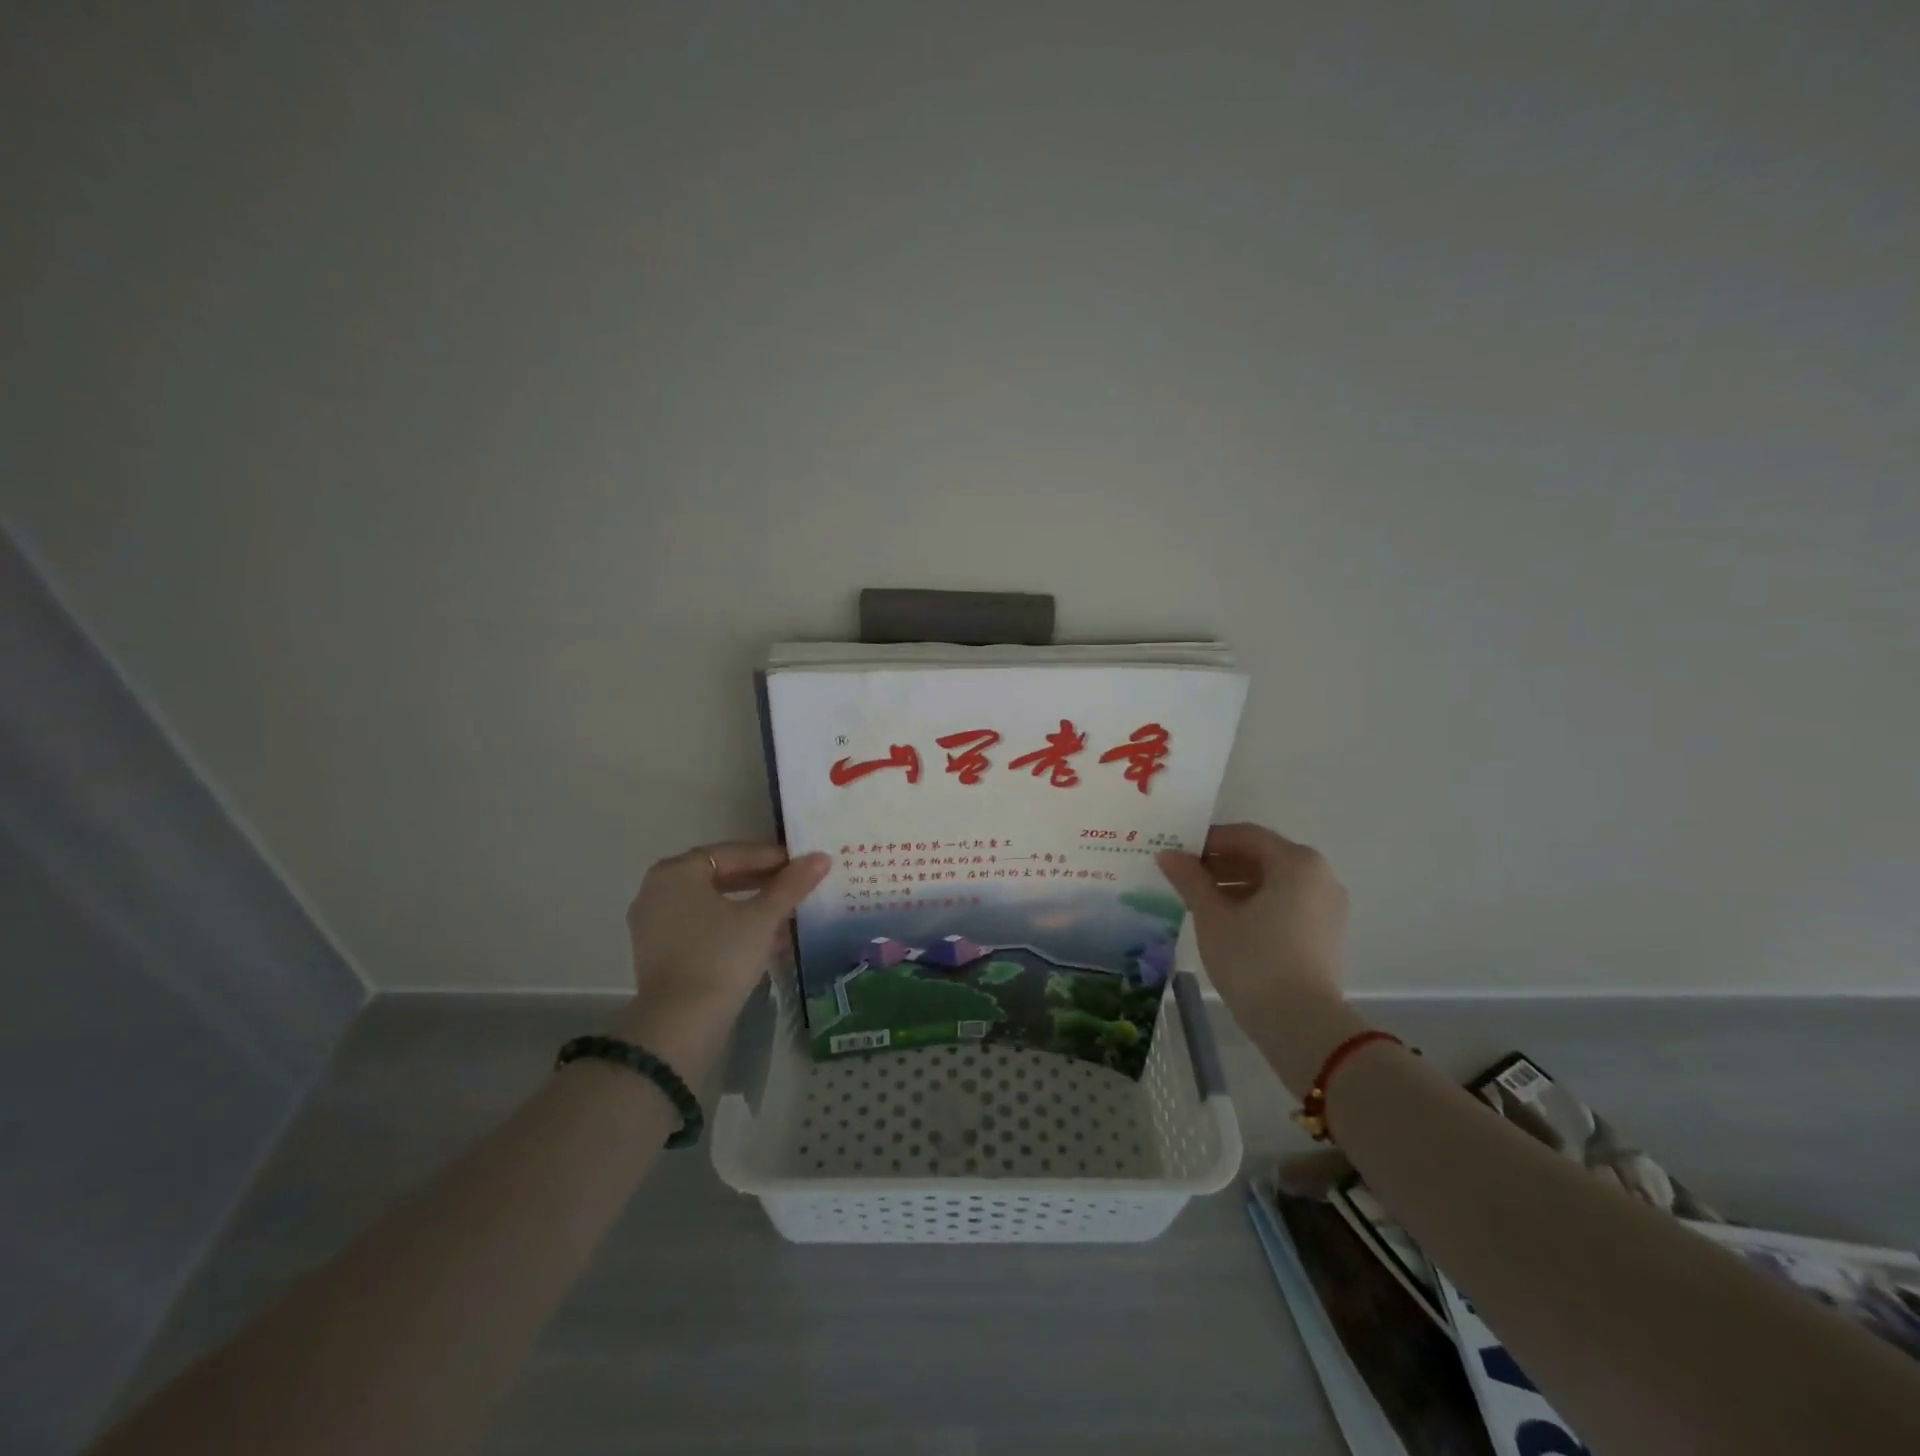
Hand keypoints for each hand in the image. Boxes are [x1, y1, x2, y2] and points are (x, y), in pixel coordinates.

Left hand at [623, 842, 830, 1024]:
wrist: (681, 1024)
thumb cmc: (721, 956)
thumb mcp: (763, 917)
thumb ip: (791, 884)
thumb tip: (821, 857)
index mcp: (676, 872)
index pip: (731, 853)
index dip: (770, 857)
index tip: (801, 865)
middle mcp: (657, 891)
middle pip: (719, 877)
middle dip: (761, 883)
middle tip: (795, 887)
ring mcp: (653, 925)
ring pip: (712, 905)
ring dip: (749, 908)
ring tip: (786, 916)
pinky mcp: (659, 954)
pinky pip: (701, 928)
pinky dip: (731, 928)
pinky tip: (764, 942)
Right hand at [1156, 823, 1347, 1021]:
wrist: (1301, 1024)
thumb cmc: (1253, 959)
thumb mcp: (1212, 916)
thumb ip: (1190, 879)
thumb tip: (1168, 854)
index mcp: (1296, 862)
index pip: (1245, 836)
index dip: (1207, 841)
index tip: (1177, 853)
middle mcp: (1320, 876)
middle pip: (1262, 856)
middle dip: (1220, 864)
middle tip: (1183, 877)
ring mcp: (1327, 906)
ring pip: (1274, 882)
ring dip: (1235, 884)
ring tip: (1199, 900)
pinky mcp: (1326, 933)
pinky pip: (1286, 903)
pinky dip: (1256, 903)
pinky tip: (1226, 921)